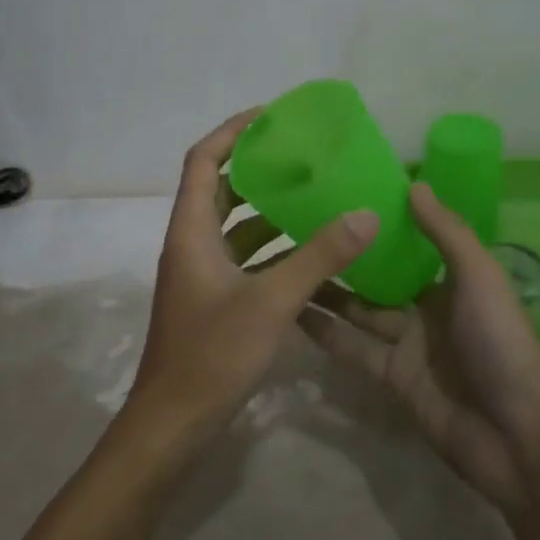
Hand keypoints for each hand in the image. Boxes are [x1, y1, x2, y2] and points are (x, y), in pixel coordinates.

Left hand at [123, 109, 379, 452]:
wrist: (173, 423)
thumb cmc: (213, 354)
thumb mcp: (272, 301)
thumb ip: (320, 257)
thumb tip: (366, 214)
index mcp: (191, 231)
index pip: (202, 160)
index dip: (231, 132)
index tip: (270, 115)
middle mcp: (192, 244)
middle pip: (219, 189)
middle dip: (256, 168)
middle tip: (302, 154)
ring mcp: (202, 274)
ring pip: (235, 227)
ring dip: (269, 210)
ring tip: (315, 195)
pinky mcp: (214, 300)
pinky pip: (245, 259)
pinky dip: (273, 250)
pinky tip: (312, 253)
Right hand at [301, 181, 539, 512]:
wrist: (514, 436)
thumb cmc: (501, 344)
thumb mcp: (480, 278)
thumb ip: (447, 233)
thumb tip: (413, 184)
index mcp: (455, 282)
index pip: (412, 247)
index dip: (382, 227)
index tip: (343, 199)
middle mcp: (429, 309)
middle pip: (380, 279)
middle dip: (348, 259)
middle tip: (301, 230)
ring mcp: (409, 345)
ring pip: (361, 312)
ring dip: (328, 293)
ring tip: (286, 265)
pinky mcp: (392, 378)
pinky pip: (354, 349)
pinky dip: (327, 334)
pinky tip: (293, 312)